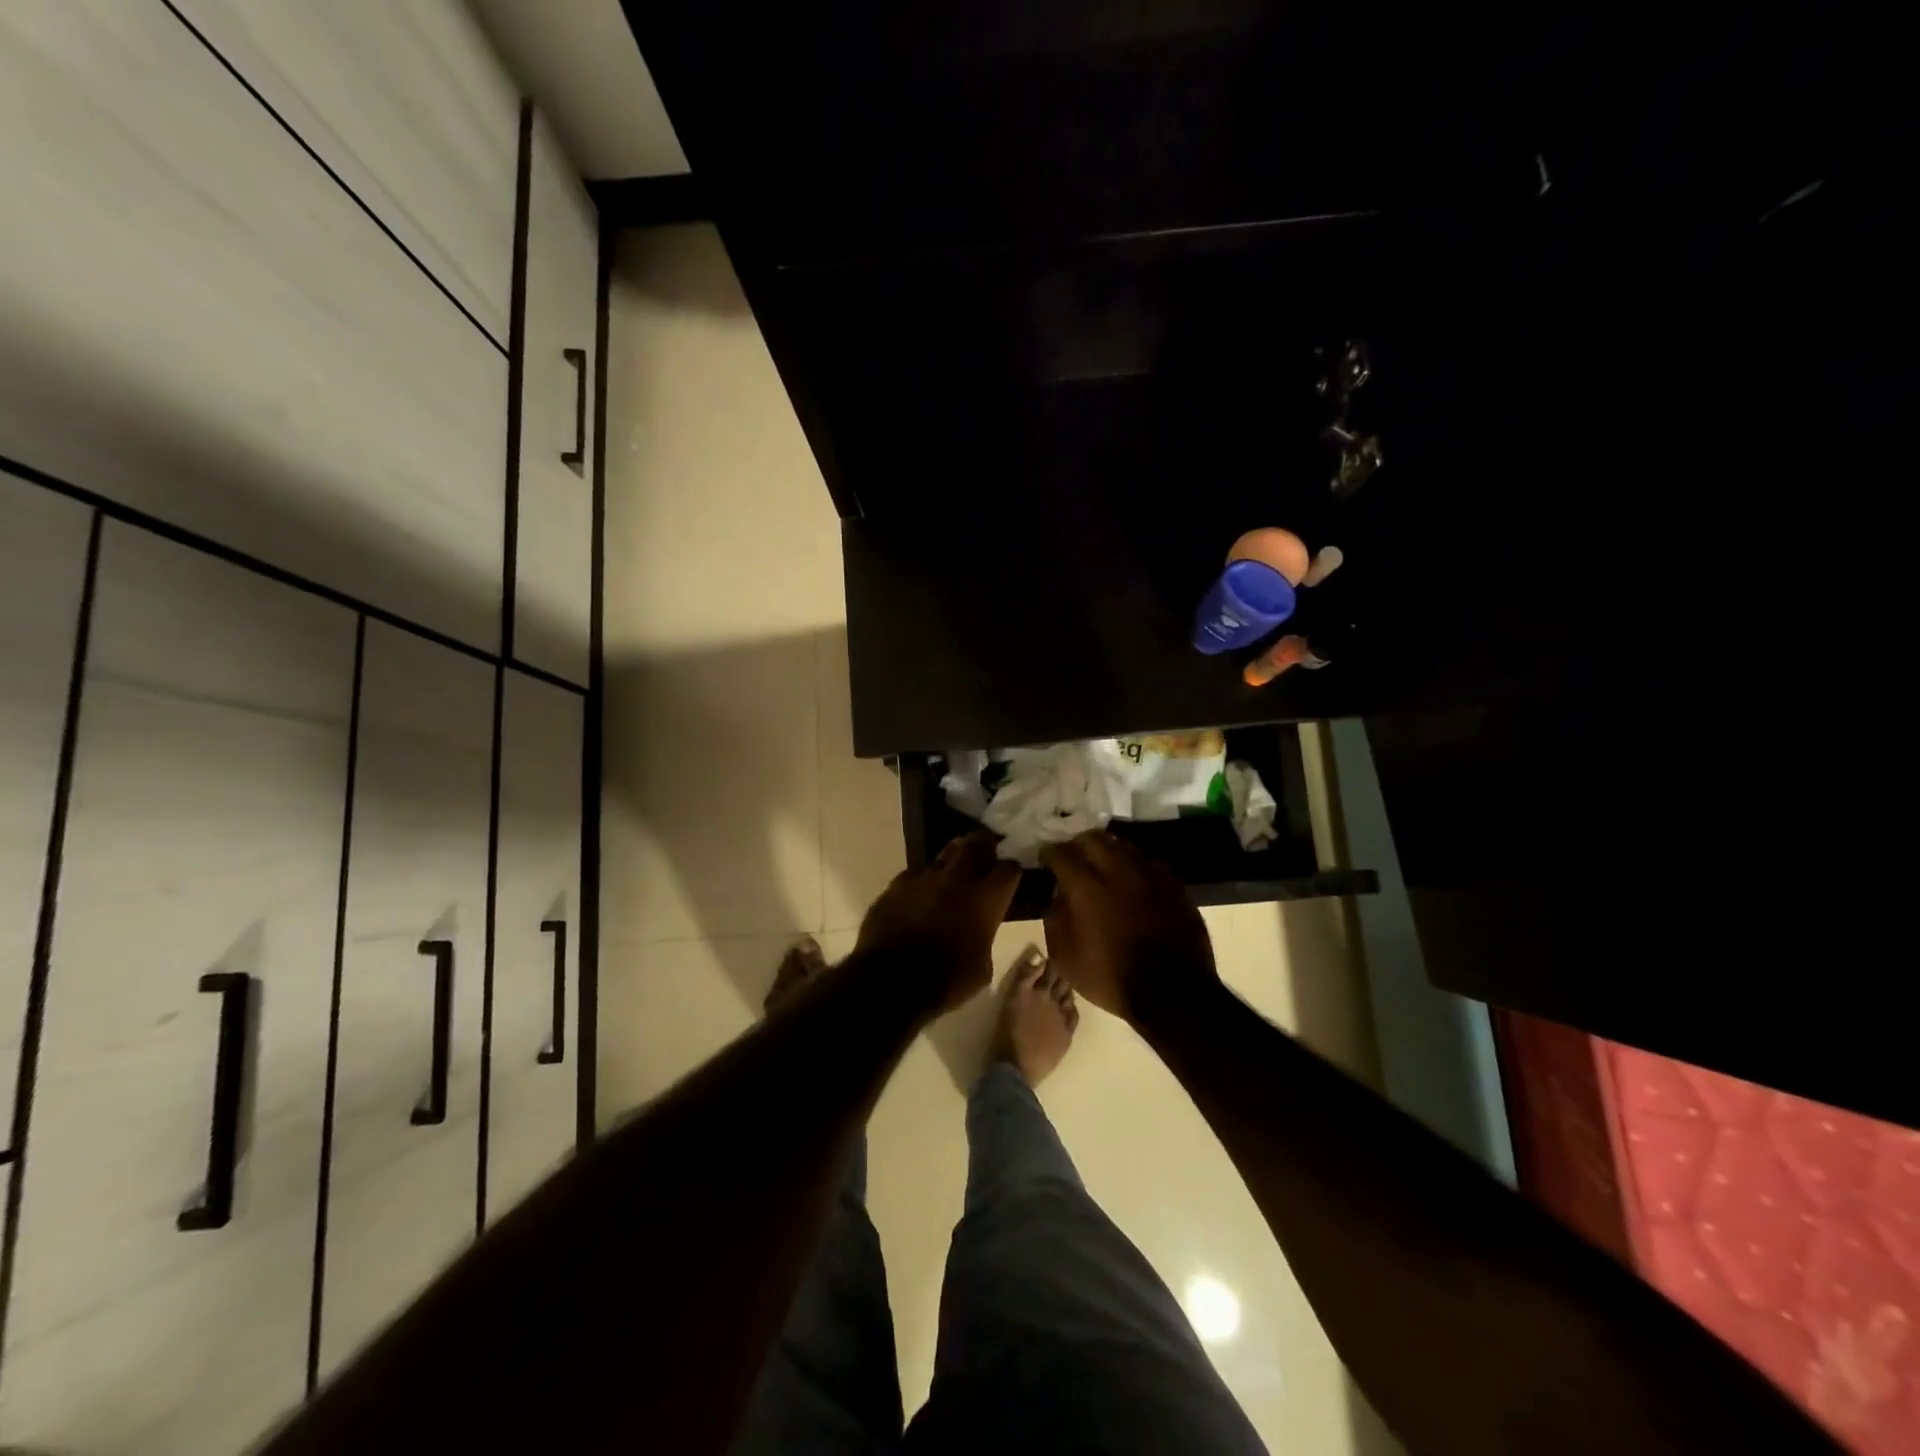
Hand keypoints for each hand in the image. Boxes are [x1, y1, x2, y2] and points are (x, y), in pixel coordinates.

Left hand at [854, 832, 1020, 1018]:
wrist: (890, 982)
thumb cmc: (946, 981)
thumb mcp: (982, 968)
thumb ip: (986, 937)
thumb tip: (981, 930)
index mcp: (985, 899)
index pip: (1009, 869)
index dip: (1011, 872)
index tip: (1010, 878)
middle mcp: (957, 878)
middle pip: (977, 844)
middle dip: (985, 846)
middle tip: (987, 854)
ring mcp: (924, 877)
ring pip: (945, 853)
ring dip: (955, 858)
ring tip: (956, 867)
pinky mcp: (897, 884)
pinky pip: (917, 872)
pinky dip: (925, 878)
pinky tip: (924, 890)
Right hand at [1039, 830, 1216, 1023]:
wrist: (1173, 993)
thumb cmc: (1111, 978)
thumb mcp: (1065, 957)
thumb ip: (1055, 918)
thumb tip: (1059, 895)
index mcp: (1086, 885)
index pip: (1061, 852)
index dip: (1049, 852)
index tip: (1045, 857)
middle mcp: (1118, 869)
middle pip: (1093, 838)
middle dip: (1078, 844)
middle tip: (1074, 857)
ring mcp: (1150, 874)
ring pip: (1124, 846)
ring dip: (1108, 852)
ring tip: (1103, 866)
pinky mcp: (1174, 885)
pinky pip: (1148, 864)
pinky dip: (1134, 867)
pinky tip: (1132, 882)